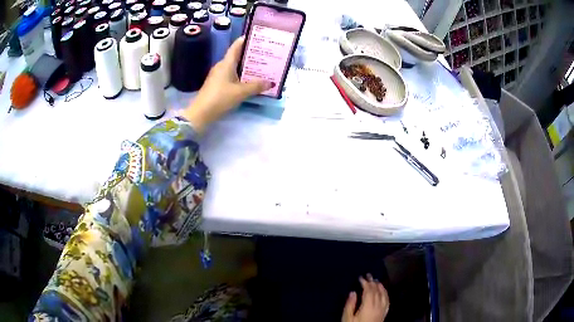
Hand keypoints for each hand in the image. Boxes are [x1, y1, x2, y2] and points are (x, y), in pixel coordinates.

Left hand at [180, 37, 270, 132]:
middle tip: (265, 54)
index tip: (257, 37)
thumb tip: (271, 82)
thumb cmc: (220, 98)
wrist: (200, 114)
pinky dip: (241, 75)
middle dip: (250, 55)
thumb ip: (256, 86)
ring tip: (261, 67)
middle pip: (237, 57)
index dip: (245, 40)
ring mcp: (218, 75)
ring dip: (246, 67)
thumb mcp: (240, 92)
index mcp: (226, 63)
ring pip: (234, 67)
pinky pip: (231, 75)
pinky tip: (249, 81)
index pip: (236, 46)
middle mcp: (221, 66)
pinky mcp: (216, 84)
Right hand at [342, 274, 389, 321]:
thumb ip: (350, 305)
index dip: (365, 283)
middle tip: (368, 275)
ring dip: (380, 286)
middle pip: (376, 291)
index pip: (368, 291)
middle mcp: (377, 305)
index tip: (360, 277)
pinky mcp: (384, 313)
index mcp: (368, 306)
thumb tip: (353, 292)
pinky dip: (386, 293)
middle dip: (372, 282)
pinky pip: (387, 300)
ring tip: (376, 280)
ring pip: (383, 294)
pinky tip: (384, 292)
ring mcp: (382, 309)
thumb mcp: (347, 318)